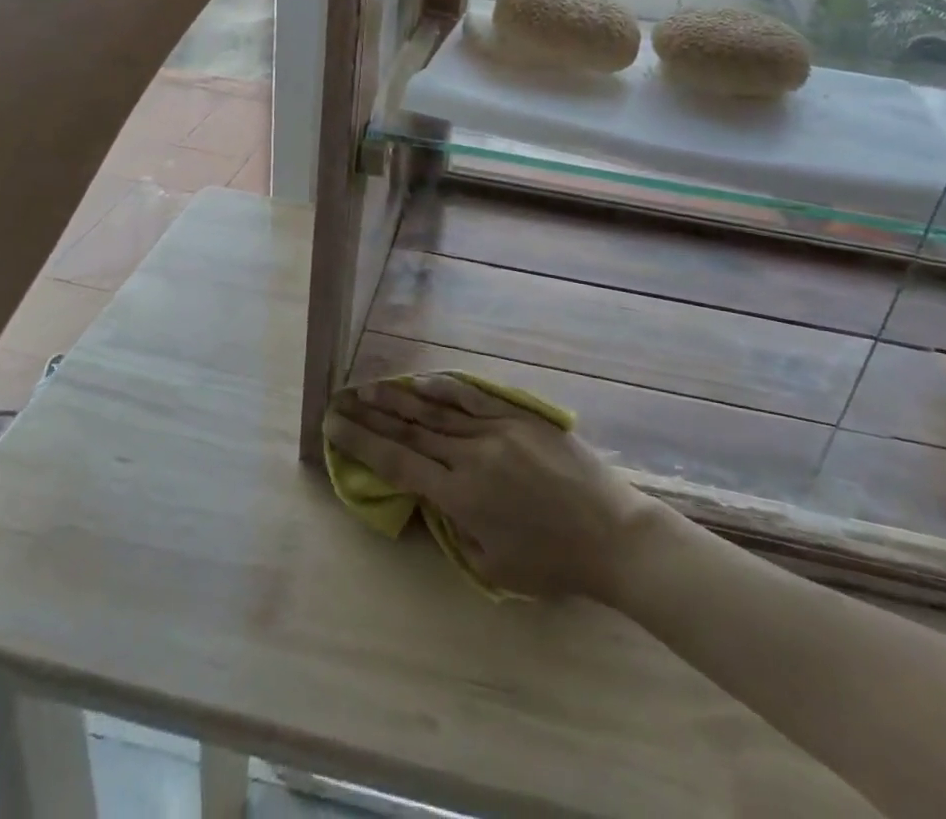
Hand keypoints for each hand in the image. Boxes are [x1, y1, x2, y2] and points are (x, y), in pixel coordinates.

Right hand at [324, 374, 653, 600]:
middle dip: (371, 415)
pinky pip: (474, 396)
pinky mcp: (520, 415)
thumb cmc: (552, 562)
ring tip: (368, 387)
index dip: (361, 443)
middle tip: (340, 400)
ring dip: (399, 397)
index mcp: (460, 496)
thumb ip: (454, 528)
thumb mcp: (491, 564)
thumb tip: (433, 497)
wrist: (611, 534)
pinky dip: (445, 387)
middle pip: (410, 429)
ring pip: (437, 409)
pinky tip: (423, 381)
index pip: (397, 463)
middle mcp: (470, 455)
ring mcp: (496, 429)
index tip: (333, 426)